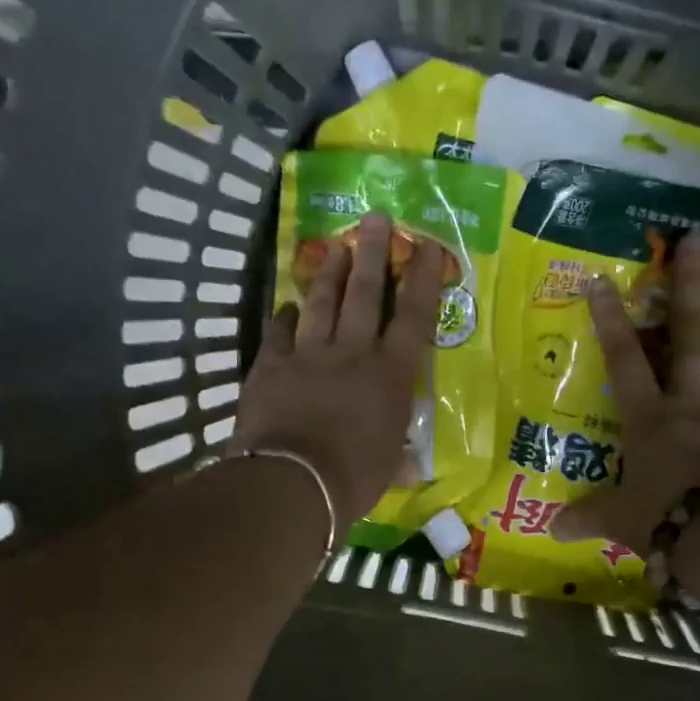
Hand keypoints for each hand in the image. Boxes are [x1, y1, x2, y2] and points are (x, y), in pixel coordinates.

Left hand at [228, 214, 445, 523]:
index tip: (428, 247)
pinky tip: (286, 305)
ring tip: (337, 246)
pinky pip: (279, 331)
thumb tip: (412, 467)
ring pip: (322, 302)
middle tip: (375, 217)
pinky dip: (284, 316)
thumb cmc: (353, 478)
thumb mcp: (388, 470)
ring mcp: (308, 355)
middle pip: (365, 293)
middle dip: (373, 253)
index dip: (423, 280)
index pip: (414, 318)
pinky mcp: (271, 365)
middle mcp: (353, 353)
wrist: (293, 483)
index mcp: (390, 376)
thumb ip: (399, 458)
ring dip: (331, 272)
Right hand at [554, 229, 699, 550]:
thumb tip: (553, 530)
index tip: (601, 279)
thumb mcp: (617, 519)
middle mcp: (693, 404)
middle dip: (690, 288)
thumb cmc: (663, 518)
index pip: (624, 361)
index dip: (610, 320)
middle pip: (691, 337)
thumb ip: (586, 516)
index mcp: (651, 418)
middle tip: (697, 240)